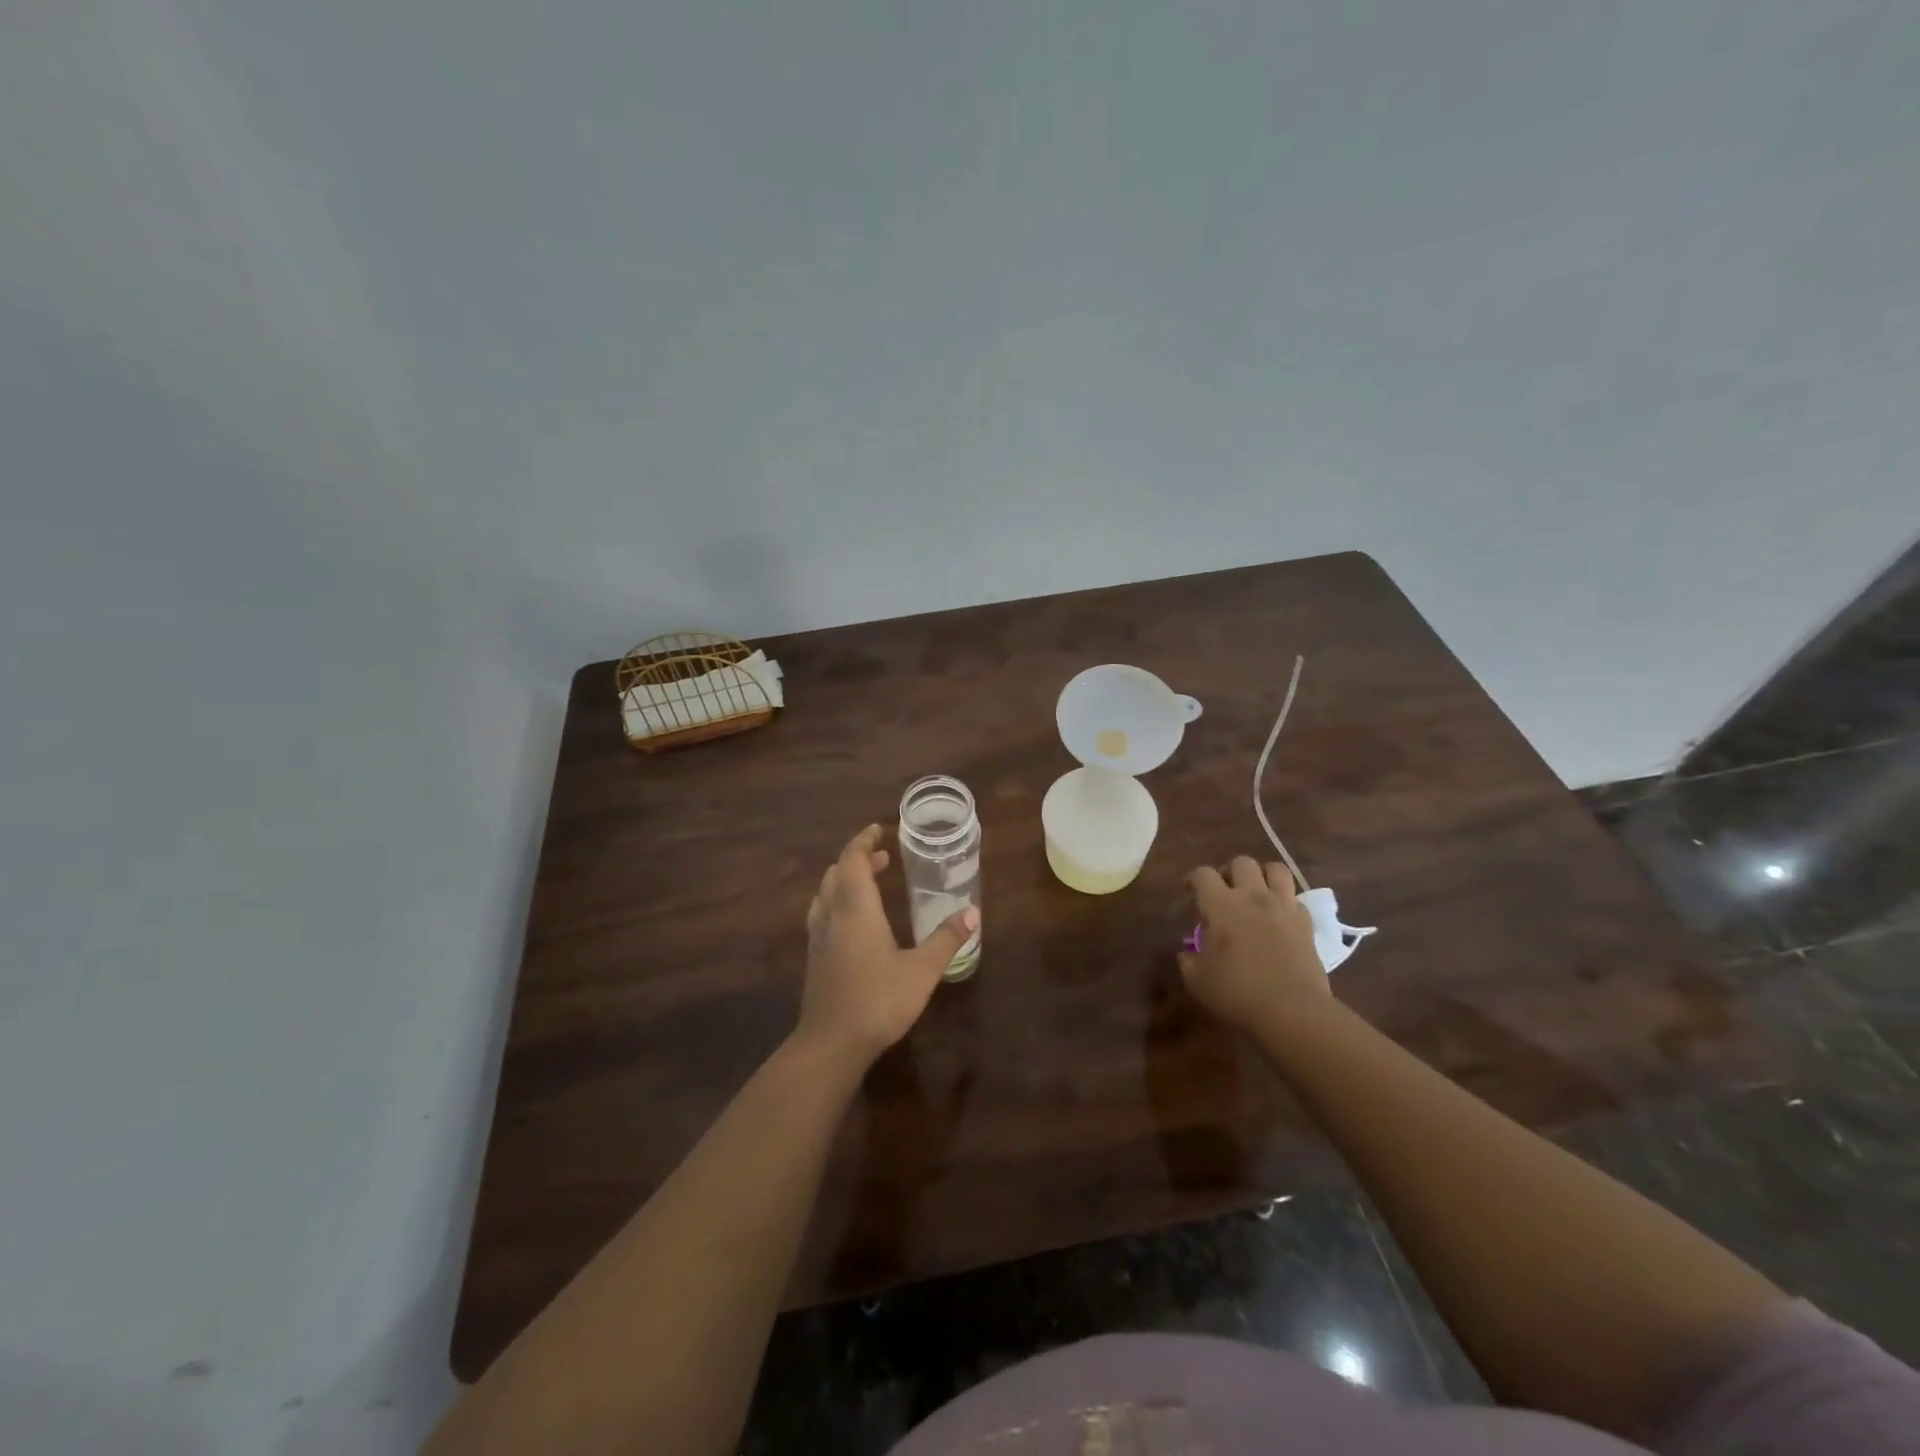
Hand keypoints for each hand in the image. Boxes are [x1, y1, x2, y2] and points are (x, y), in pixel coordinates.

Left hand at [796, 824, 977, 1068]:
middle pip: (836, 873)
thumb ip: (946, 939)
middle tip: (883, 857)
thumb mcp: (921, 971)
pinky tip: (853, 921)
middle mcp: (832, 916)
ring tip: (869, 881)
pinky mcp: (815, 958)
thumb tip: (972, 912)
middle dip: (858, 859)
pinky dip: (837, 901)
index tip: (879, 830)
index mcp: (856, 910)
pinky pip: (822, 914)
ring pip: (825, 893)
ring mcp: (819, 938)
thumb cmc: (878, 1001)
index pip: (853, 860)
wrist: (830, 1045)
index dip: (864, 841)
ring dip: (845, 879)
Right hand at [1178, 856, 1329, 1031]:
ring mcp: (1283, 907)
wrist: (1292, 1010)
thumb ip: (1188, 960)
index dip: (1192, 879)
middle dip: (1229, 872)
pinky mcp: (1306, 923)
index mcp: (1222, 905)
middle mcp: (1253, 897)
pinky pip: (1295, 899)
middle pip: (1241, 862)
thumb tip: (1187, 952)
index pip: (1202, 874)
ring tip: (1256, 893)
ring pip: (1276, 869)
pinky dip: (1285, 902)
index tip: (1189, 891)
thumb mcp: (1198, 980)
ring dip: (1263, 876)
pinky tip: (1278, 917)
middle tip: (1224, 892)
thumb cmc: (1238, 992)